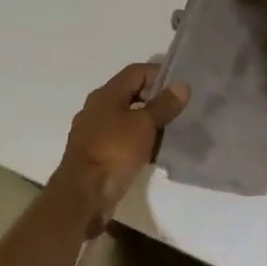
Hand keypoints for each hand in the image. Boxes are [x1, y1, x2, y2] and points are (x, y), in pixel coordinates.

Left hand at [53, 63, 189, 234]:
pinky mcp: (94, 154)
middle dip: (155, 100)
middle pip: (130, 94)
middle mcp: (96, 108)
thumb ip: (164, 104)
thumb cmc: (114, 150)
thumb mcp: (144, 124)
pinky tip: (151, 152)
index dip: (159, 74)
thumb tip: (182, 85)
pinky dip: (136, 141)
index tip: (180, 88)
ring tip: (169, 132)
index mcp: (106, 94)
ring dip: (146, 122)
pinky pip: (120, 139)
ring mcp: (93, 132)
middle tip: (178, 110)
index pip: (136, 72)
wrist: (84, 194)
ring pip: (125, 118)